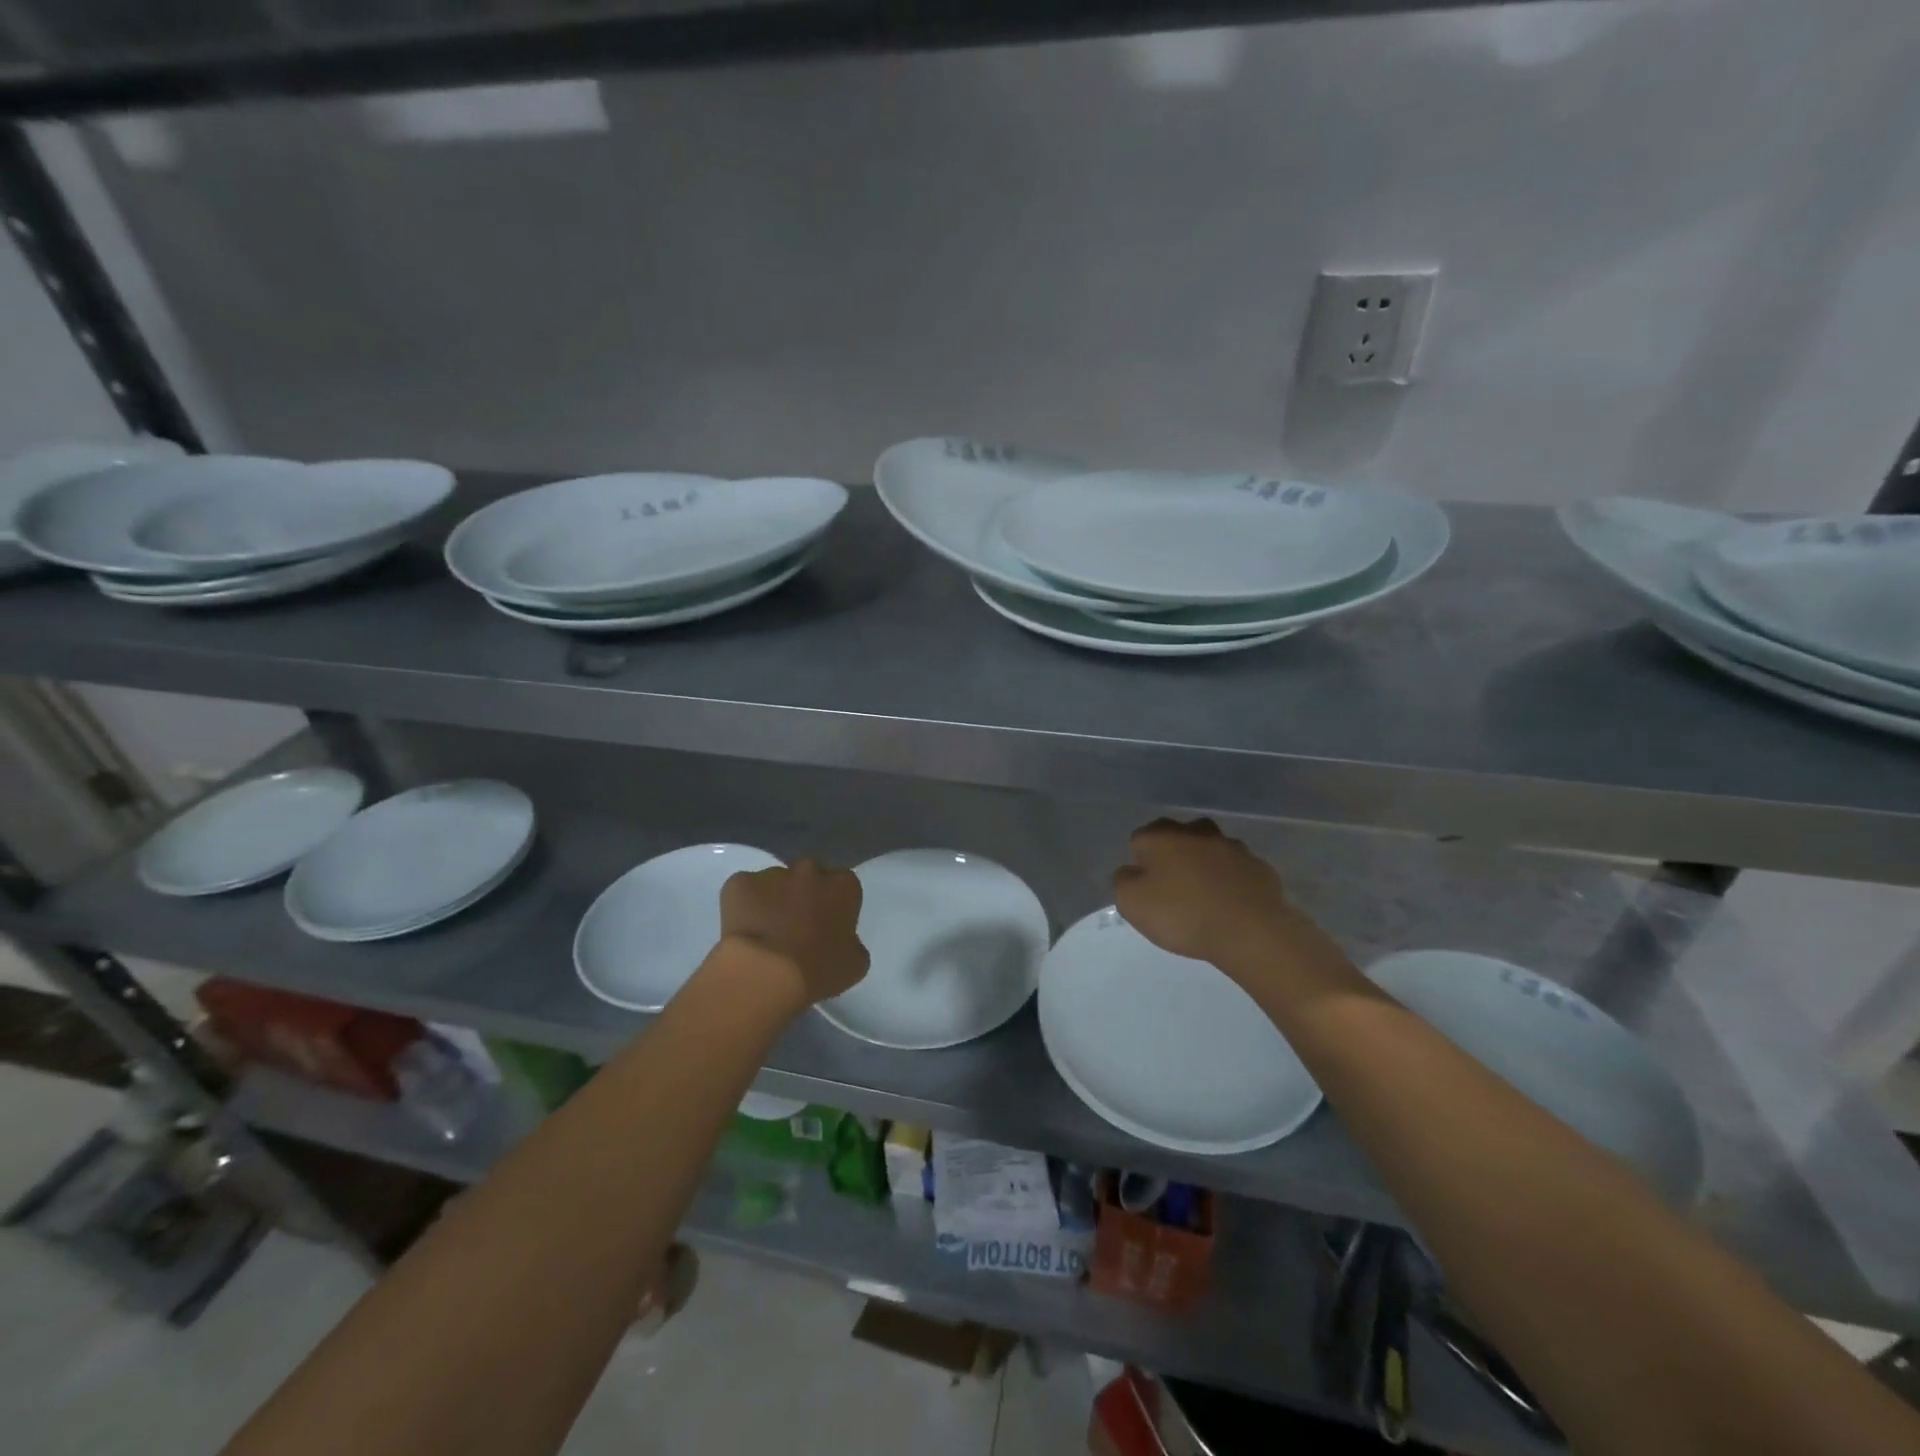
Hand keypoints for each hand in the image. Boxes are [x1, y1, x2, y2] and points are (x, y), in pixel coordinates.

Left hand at [720, 859, 868, 1003]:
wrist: (766, 973)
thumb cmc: (818, 970)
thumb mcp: (854, 964)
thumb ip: (851, 942)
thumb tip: (842, 940)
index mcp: (843, 886)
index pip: (843, 886)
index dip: (834, 905)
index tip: (826, 926)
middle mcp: (810, 870)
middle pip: (809, 877)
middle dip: (804, 895)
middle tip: (795, 927)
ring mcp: (772, 874)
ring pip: (774, 883)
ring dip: (773, 900)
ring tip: (765, 934)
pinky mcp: (739, 883)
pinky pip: (742, 891)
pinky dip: (742, 906)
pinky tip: (743, 931)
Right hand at [1113, 818, 1295, 967]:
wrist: (1250, 931)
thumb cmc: (1182, 914)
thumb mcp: (1131, 902)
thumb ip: (1123, 880)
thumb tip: (1131, 871)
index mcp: (1162, 835)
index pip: (1140, 839)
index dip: (1139, 863)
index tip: (1145, 888)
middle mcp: (1197, 831)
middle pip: (1177, 838)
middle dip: (1173, 857)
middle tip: (1173, 890)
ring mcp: (1233, 846)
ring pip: (1210, 851)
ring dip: (1204, 867)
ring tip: (1204, 899)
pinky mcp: (1260, 866)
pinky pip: (1237, 870)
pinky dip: (1231, 882)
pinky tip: (1230, 906)